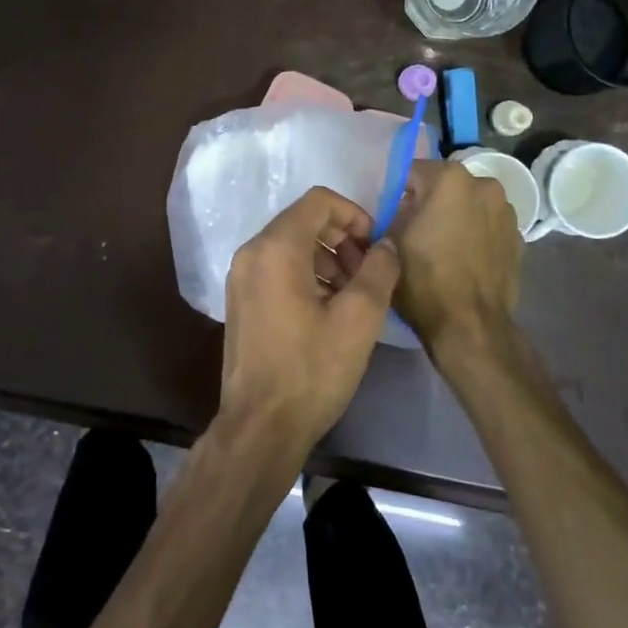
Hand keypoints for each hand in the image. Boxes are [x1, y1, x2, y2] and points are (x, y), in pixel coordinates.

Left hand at [220, 187, 400, 454]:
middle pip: (304, 221)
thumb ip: (379, 270)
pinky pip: (277, 269)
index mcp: (276, 247)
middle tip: (369, 274)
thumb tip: (386, 245)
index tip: (375, 247)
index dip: (355, 215)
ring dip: (327, 258)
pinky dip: (307, 275)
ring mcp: (241, 278)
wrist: (261, 426)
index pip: (319, 201)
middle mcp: (251, 253)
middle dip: (343, 238)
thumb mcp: (359, 318)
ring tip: (354, 295)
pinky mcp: (241, 301)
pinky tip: (329, 310)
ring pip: (291, 246)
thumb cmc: (312, 368)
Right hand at [389, 161, 522, 355]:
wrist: (470, 325)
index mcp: (450, 178)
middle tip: (415, 232)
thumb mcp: (389, 240)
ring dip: (456, 216)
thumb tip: (401, 209)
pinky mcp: (519, 237)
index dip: (398, 193)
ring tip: (443, 248)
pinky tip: (464, 260)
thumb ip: (393, 211)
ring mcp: (507, 211)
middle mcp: (484, 184)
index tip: (392, 216)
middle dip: (430, 201)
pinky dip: (476, 234)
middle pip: (445, 185)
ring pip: (469, 204)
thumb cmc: (423, 278)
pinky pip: (487, 226)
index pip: (412, 172)